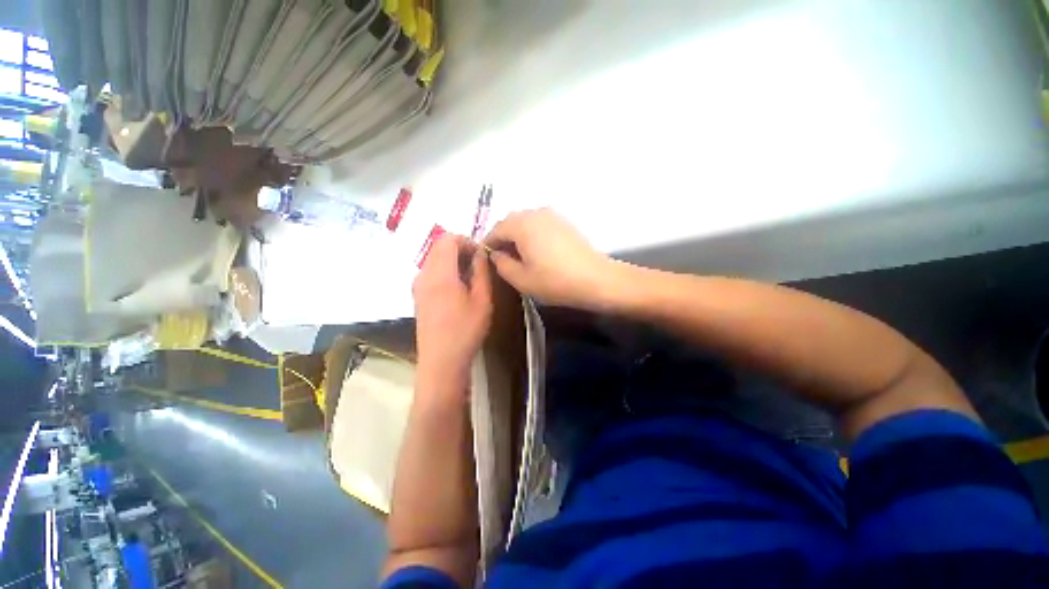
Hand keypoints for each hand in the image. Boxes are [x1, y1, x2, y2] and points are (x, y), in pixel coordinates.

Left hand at [412, 234, 492, 382]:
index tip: (481, 254)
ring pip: (434, 259)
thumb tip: (480, 253)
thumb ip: (481, 271)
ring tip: (470, 277)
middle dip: (460, 249)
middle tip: (478, 264)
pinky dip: (445, 270)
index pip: (448, 239)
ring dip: (453, 260)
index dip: (466, 241)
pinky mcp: (417, 296)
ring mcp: (418, 286)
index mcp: (440, 273)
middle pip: (438, 246)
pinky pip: (431, 272)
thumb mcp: (482, 300)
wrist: (441, 361)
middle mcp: (424, 275)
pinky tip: (458, 288)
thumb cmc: (466, 330)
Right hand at [485, 208, 616, 309]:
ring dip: (517, 236)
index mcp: (522, 224)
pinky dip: (531, 234)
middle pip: (510, 222)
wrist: (595, 279)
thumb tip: (496, 254)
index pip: (496, 229)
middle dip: (502, 238)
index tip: (485, 258)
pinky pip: (539, 224)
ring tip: (518, 256)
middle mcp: (535, 213)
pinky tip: (535, 251)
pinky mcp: (564, 222)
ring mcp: (552, 215)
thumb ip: (501, 264)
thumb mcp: (521, 279)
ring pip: (525, 222)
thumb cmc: (555, 281)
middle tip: (501, 258)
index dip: (487, 244)